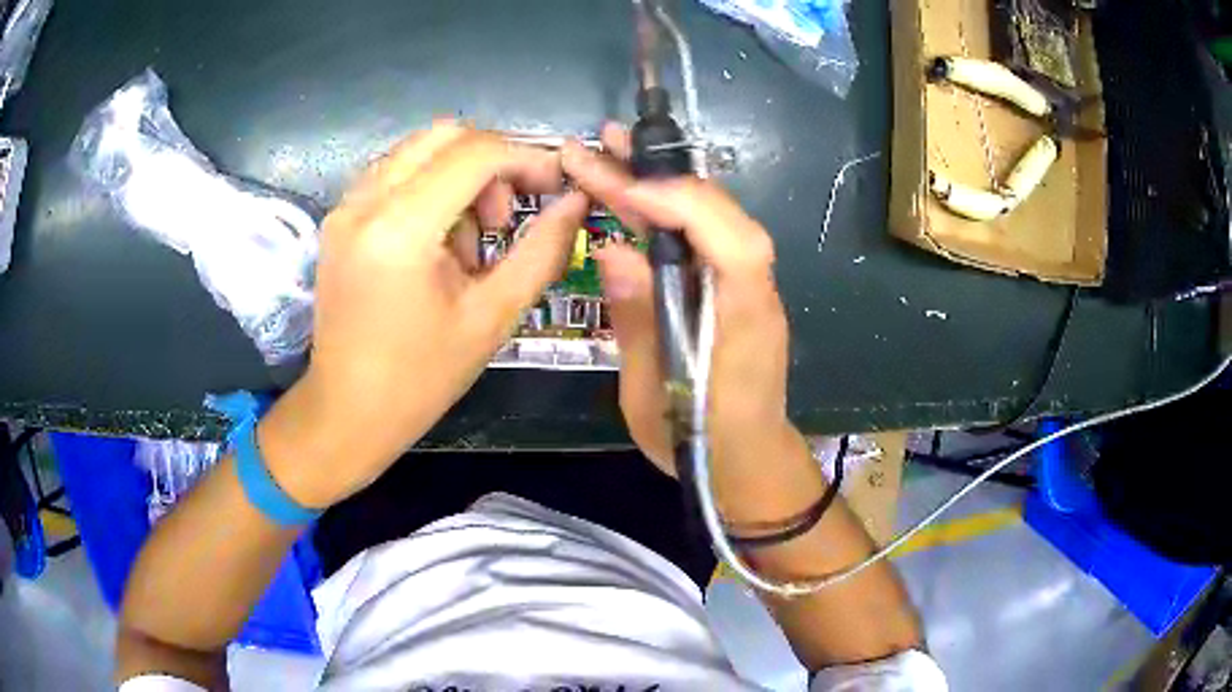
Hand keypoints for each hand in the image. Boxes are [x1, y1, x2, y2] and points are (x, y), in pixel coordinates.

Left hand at [259, 123, 587, 507]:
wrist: (346, 412)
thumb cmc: (420, 378)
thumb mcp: (492, 318)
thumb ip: (541, 251)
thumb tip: (576, 203)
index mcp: (401, 228)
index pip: (476, 153)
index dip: (527, 158)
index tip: (555, 186)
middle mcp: (365, 202)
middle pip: (445, 135)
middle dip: (492, 161)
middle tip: (506, 215)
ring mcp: (346, 206)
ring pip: (418, 149)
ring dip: (459, 174)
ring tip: (470, 239)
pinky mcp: (339, 218)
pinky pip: (395, 173)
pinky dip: (429, 187)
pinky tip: (437, 240)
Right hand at [563, 124, 814, 524]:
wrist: (747, 463)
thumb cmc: (699, 442)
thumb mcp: (652, 394)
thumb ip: (637, 320)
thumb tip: (612, 251)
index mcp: (745, 320)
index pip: (733, 241)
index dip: (684, 205)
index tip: (625, 189)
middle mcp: (753, 290)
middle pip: (716, 215)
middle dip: (657, 177)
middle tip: (602, 142)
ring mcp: (744, 285)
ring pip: (706, 219)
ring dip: (657, 184)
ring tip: (607, 152)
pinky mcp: (729, 289)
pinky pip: (699, 239)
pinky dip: (662, 213)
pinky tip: (628, 197)